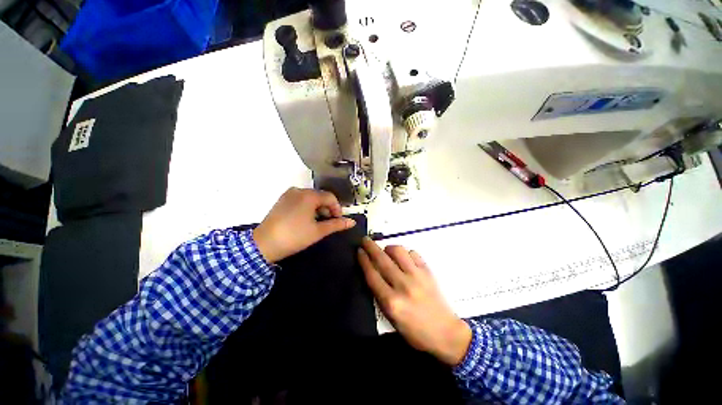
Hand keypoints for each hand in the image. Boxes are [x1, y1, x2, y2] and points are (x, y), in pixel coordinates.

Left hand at [252, 188, 355, 262]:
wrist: (264, 244)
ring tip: (317, 222)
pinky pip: (300, 199)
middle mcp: (299, 190)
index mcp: (309, 195)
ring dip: (318, 208)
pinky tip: (305, 219)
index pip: (330, 197)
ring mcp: (288, 194)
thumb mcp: (318, 231)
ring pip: (310, 198)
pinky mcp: (282, 200)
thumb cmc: (295, 237)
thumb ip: (337, 224)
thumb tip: (352, 222)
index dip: (337, 209)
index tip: (338, 221)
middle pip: (320, 196)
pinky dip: (307, 207)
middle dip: (327, 209)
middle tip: (328, 223)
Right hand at [358, 238, 471, 365]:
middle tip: (365, 239)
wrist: (445, 333)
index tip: (359, 251)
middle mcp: (403, 286)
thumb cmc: (414, 331)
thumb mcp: (391, 318)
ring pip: (399, 252)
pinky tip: (404, 258)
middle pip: (382, 260)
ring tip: (386, 250)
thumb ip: (380, 295)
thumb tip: (373, 273)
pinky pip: (414, 254)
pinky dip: (406, 253)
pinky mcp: (428, 272)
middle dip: (371, 247)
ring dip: (389, 248)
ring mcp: (417, 276)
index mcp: (391, 301)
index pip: (372, 275)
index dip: (364, 260)